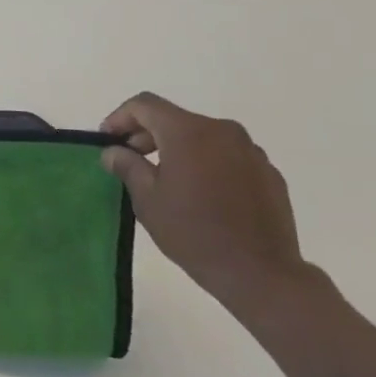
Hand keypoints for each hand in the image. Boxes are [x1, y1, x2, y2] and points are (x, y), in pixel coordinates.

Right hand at [99, 92, 329, 322]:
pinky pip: (227, 156)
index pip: (145, 105)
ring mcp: (250, 151)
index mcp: (189, 132)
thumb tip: (113, 151)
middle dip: (147, 134)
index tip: (108, 141)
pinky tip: (200, 194)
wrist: (259, 272)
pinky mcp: (267, 172)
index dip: (120, 117)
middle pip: (175, 118)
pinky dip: (205, 163)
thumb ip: (127, 166)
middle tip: (130, 160)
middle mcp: (222, 131)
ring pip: (202, 137)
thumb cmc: (193, 232)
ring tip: (164, 179)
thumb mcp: (147, 199)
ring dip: (177, 149)